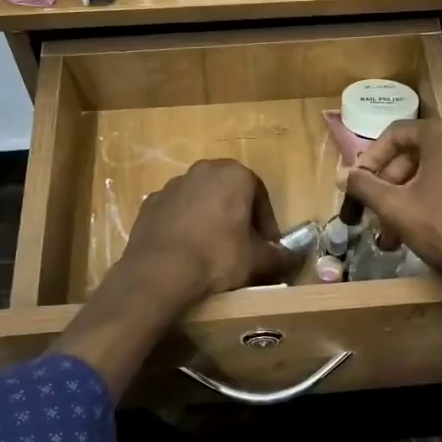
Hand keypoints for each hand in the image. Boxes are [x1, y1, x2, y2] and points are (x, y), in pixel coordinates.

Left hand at [116, 159, 296, 308]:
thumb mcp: (257, 260)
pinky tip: (187, 250)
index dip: (267, 222)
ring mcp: (172, 185)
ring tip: (213, 250)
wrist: (159, 271)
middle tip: (243, 244)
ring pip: (201, 200)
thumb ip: (279, 255)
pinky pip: (176, 212)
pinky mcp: (149, 203)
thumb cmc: (217, 257)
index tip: (267, 245)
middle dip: (238, 215)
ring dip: (210, 218)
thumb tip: (292, 257)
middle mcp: (203, 170)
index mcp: (234, 174)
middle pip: (229, 192)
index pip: (260, 195)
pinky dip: (184, 225)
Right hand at [346, 121, 441, 303]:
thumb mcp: (396, 208)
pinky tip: (419, 229)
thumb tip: (343, 175)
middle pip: (416, 154)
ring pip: (434, 171)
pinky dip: (433, 199)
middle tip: (373, 215)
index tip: (357, 186)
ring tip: (391, 234)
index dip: (370, 160)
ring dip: (408, 198)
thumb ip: (365, 186)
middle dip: (389, 186)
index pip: (395, 134)